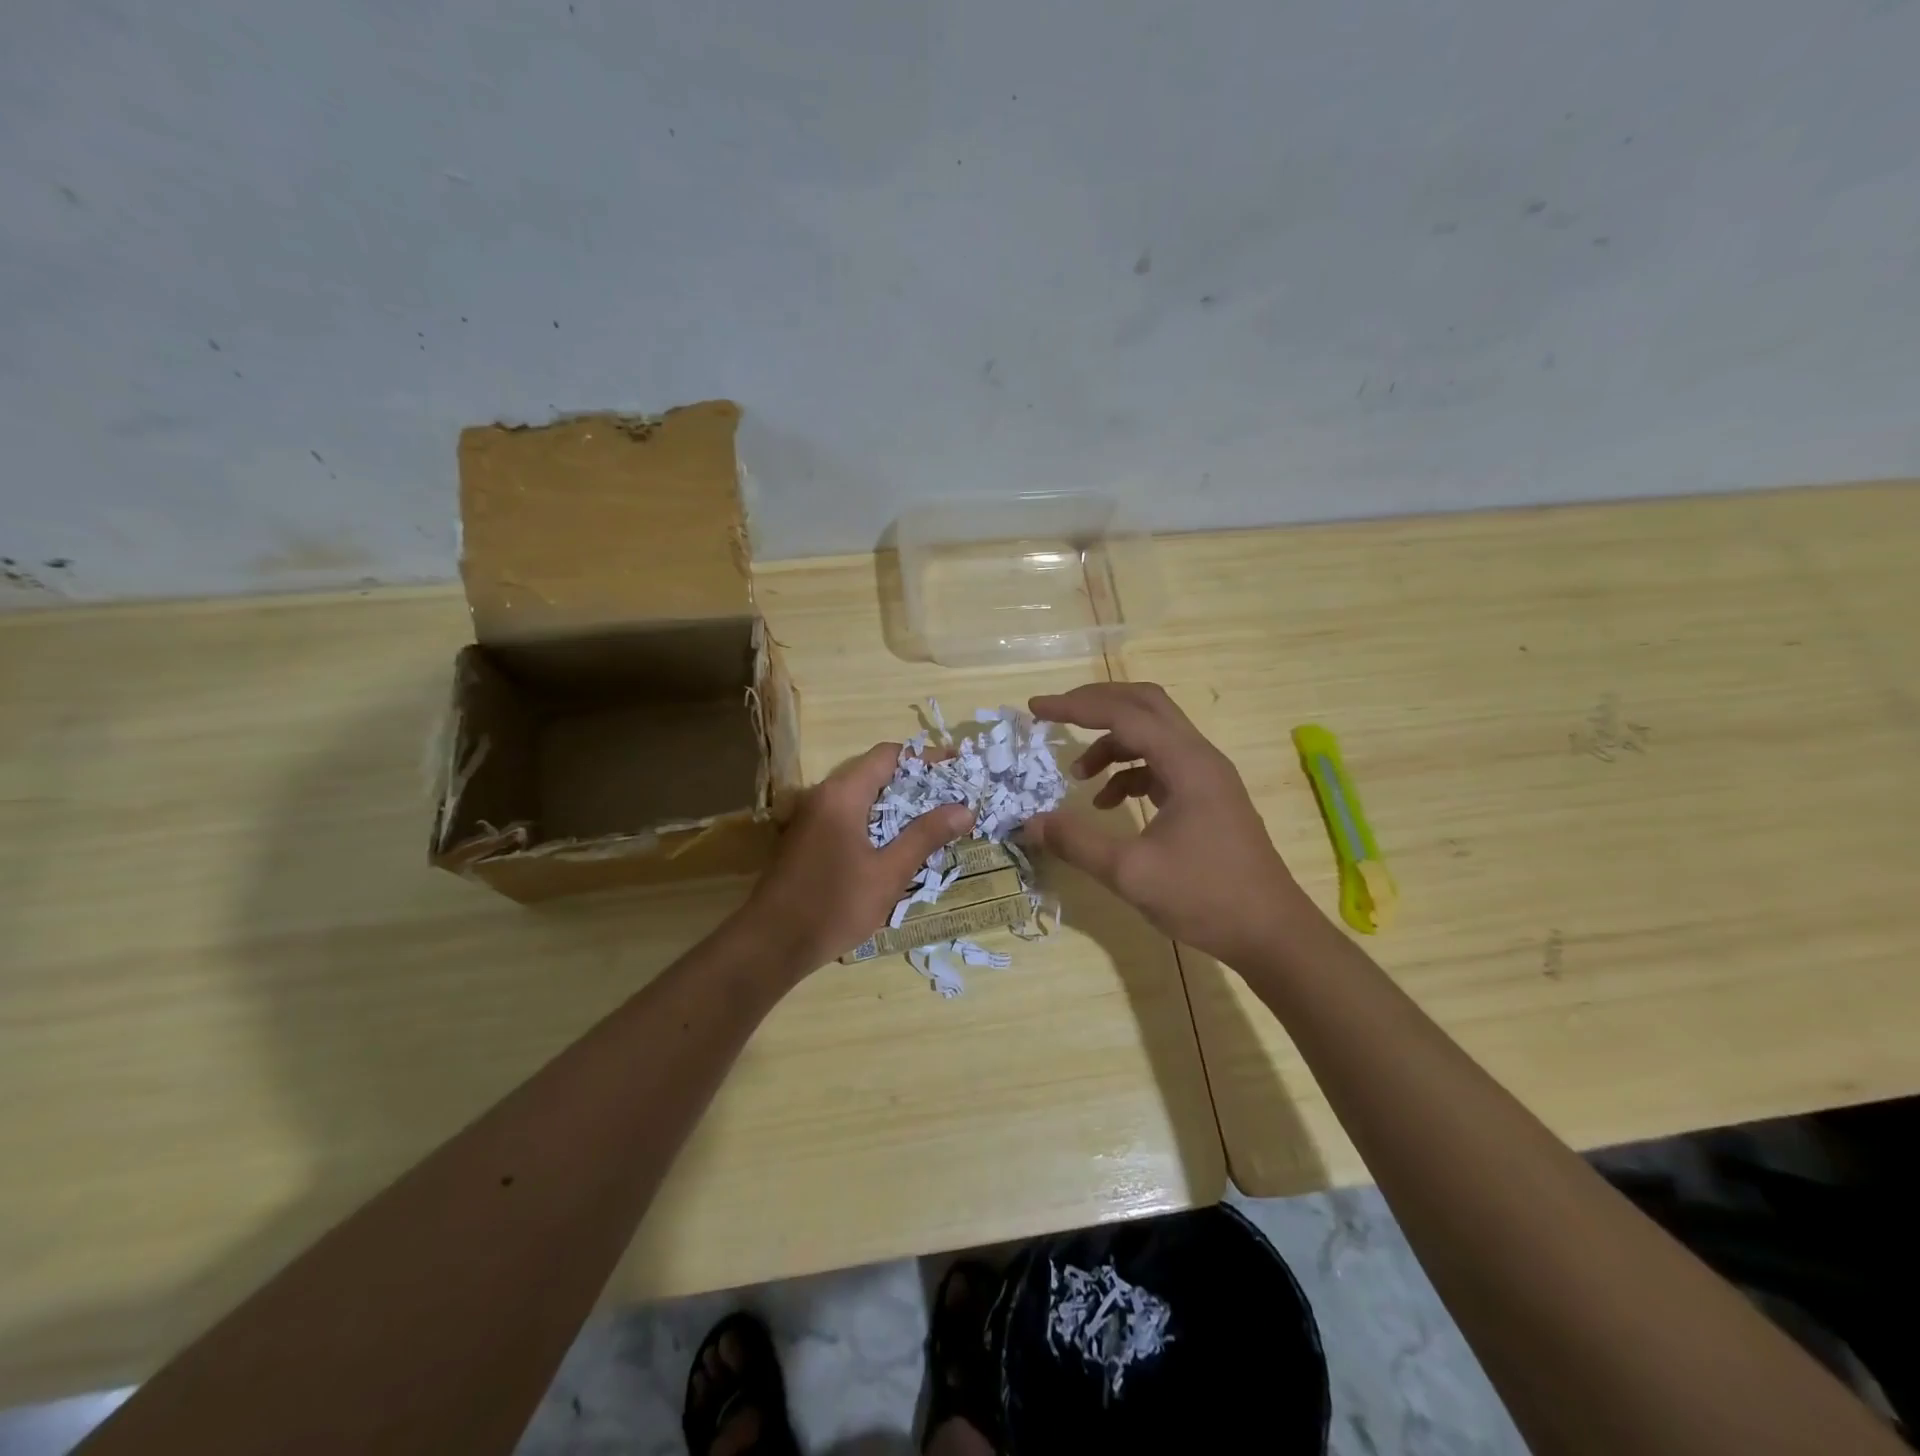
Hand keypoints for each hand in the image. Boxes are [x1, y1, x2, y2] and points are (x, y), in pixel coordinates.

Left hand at [742, 743, 973, 974]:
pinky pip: (849, 815)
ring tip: (934, 819)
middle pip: (876, 773)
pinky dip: (877, 820)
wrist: (771, 944)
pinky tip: (898, 844)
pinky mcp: (807, 839)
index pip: (889, 755)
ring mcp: (811, 817)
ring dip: (897, 803)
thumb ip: (925, 836)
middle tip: (952, 797)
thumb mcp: (888, 873)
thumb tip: (964, 808)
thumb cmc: (833, 905)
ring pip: (862, 796)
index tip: (957, 766)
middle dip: (916, 782)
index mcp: (843, 794)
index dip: (925, 757)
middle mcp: (824, 795)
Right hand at [1024, 683, 1311, 966]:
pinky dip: (1130, 771)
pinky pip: (1162, 763)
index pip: (1123, 713)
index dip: (1075, 707)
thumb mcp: (1131, 873)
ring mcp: (1207, 776)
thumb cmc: (1205, 897)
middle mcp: (1200, 757)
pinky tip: (1109, 803)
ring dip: (1111, 743)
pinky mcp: (1207, 797)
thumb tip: (1030, 823)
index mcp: (1186, 763)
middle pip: (1144, 704)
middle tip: (1055, 715)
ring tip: (1078, 775)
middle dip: (1095, 704)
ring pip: (1154, 733)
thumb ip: (1077, 842)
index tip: (1035, 708)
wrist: (1271, 933)